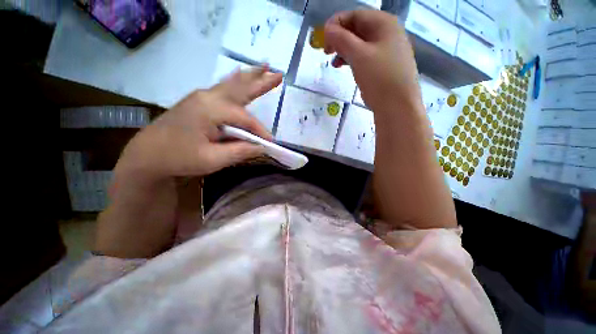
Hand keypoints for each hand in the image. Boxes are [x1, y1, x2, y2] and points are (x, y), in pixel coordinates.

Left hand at [95, 67, 282, 257]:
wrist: (148, 154)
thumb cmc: (178, 158)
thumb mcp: (212, 160)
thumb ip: (240, 152)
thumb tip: (262, 147)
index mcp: (211, 109)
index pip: (245, 119)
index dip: (260, 131)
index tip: (270, 143)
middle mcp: (208, 96)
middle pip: (241, 88)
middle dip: (262, 82)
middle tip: (280, 74)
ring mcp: (202, 96)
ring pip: (233, 84)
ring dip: (251, 76)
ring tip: (266, 67)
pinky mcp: (199, 102)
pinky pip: (224, 88)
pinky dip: (236, 81)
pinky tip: (240, 74)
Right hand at [323, 10, 420, 112]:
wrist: (397, 105)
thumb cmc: (379, 77)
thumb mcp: (359, 55)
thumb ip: (342, 39)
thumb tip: (327, 29)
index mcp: (384, 24)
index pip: (355, 15)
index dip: (336, 24)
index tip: (323, 38)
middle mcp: (387, 33)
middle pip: (358, 29)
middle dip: (340, 38)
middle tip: (327, 52)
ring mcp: (387, 50)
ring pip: (361, 44)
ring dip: (345, 50)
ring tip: (334, 63)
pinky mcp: (384, 66)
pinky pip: (365, 57)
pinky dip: (353, 60)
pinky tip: (345, 67)